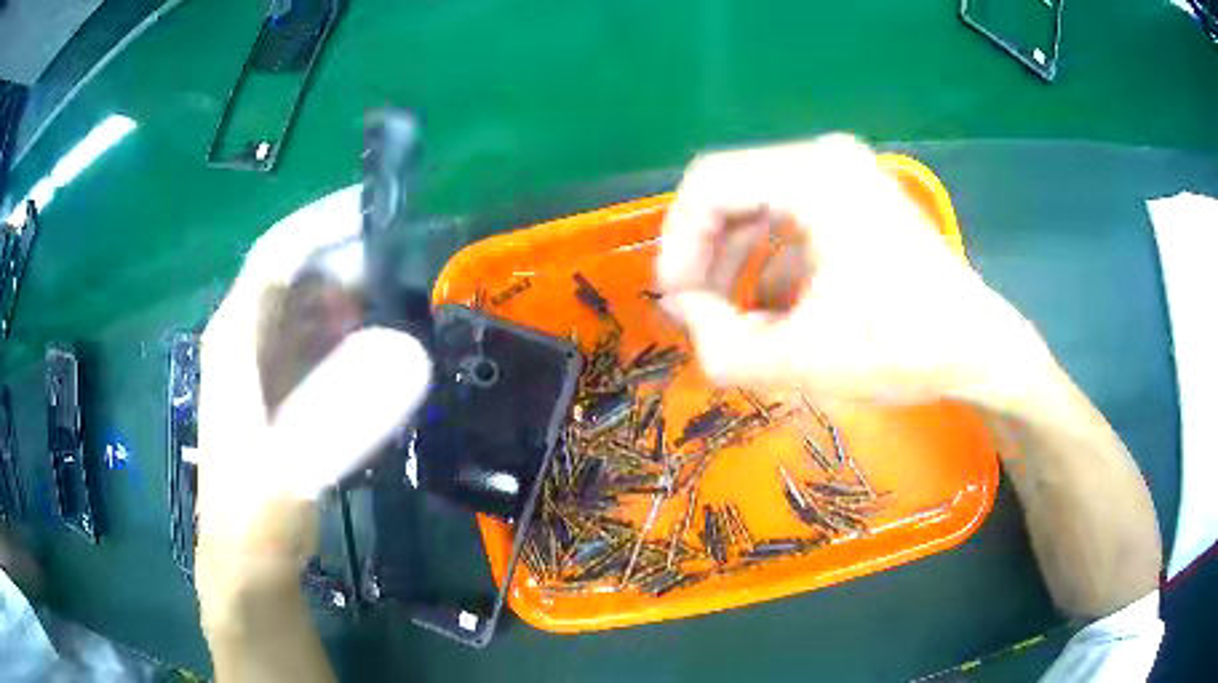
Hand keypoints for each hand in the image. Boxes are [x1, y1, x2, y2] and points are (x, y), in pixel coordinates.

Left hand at [194, 187, 430, 614]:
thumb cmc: (258, 512)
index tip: (373, 205)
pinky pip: (310, 341)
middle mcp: (242, 339)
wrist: (246, 558)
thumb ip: (345, 413)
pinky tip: (373, 342)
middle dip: (343, 257)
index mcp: (235, 338)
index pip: (277, 256)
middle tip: (401, 259)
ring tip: (395, 296)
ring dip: (345, 293)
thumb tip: (409, 354)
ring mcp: (258, 364)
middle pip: (293, 274)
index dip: (321, 223)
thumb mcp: (295, 466)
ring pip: (303, 306)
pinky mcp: (275, 389)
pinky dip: (342, 330)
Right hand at [657, 135, 1051, 407]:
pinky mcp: (855, 200)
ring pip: (757, 208)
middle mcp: (825, 159)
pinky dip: (769, 263)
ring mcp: (845, 176)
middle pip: (731, 192)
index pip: (709, 184)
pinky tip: (776, 312)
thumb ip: (721, 346)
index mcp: (814, 176)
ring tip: (736, 322)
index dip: (677, 243)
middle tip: (700, 316)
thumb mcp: (804, 361)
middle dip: (705, 257)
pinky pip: (789, 220)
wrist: (979, 350)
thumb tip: (683, 313)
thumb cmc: (903, 349)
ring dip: (735, 264)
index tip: (675, 303)